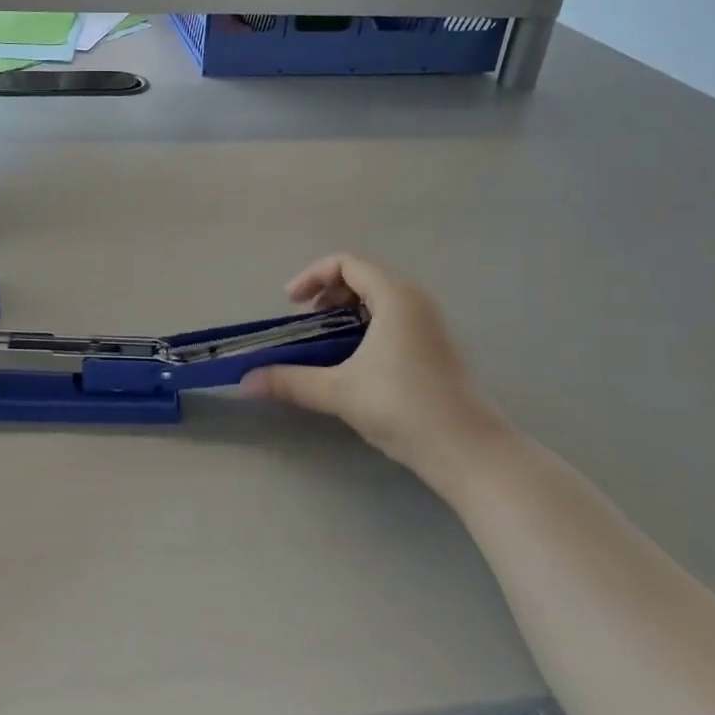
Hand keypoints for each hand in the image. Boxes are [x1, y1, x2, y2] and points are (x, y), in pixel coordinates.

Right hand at [239, 254, 514, 477]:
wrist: (469, 451)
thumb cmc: (404, 407)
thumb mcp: (340, 391)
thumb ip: (290, 381)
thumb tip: (245, 382)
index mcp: (396, 297)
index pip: (347, 263)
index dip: (312, 276)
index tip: (290, 304)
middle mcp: (417, 301)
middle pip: (364, 277)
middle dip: (327, 294)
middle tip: (305, 322)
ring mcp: (431, 324)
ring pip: (380, 300)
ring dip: (346, 312)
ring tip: (325, 342)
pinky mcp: (437, 348)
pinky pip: (394, 319)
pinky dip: (367, 327)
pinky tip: (355, 363)